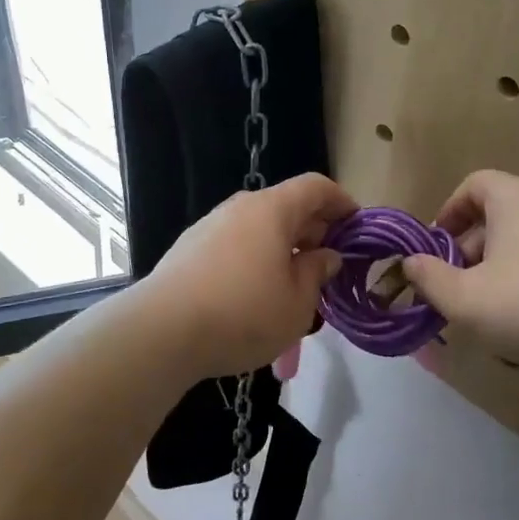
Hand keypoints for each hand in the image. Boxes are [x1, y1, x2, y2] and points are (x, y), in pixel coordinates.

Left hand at [142, 173, 355, 382]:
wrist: (161, 332)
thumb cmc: (243, 313)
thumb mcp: (298, 302)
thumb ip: (317, 273)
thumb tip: (326, 255)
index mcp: (272, 209)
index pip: (316, 187)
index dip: (342, 202)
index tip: (357, 226)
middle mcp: (240, 207)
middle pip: (286, 206)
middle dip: (313, 231)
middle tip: (330, 264)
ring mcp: (209, 227)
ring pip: (258, 229)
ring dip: (283, 250)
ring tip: (295, 287)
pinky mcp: (188, 250)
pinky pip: (234, 246)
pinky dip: (254, 260)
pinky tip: (256, 296)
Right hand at [402, 170, 518, 366]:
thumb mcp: (463, 298)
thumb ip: (429, 278)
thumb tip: (411, 263)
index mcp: (516, 197)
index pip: (475, 184)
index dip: (449, 212)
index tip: (437, 247)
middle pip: (501, 213)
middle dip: (472, 247)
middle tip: (458, 285)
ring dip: (503, 264)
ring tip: (492, 306)